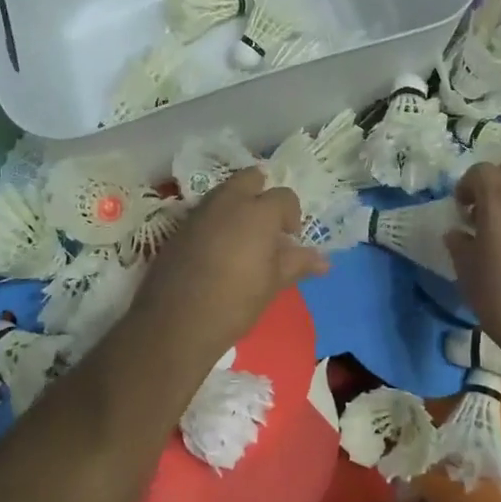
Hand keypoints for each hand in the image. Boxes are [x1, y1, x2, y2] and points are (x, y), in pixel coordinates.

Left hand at [127, 167, 329, 362]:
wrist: (176, 323)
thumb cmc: (235, 302)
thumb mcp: (273, 283)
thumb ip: (298, 264)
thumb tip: (325, 261)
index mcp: (258, 211)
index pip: (284, 196)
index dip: (291, 215)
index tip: (289, 239)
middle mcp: (228, 202)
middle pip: (249, 179)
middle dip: (262, 193)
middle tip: (266, 225)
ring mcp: (199, 212)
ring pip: (224, 193)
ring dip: (237, 205)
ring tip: (243, 238)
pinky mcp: (178, 228)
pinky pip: (205, 212)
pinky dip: (216, 220)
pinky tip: (217, 250)